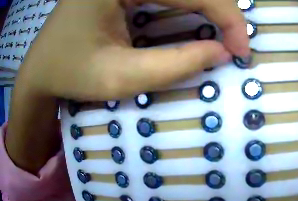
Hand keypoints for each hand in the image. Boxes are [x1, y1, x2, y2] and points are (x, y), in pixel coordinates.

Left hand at [6, 0, 248, 172]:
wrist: (39, 68)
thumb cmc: (67, 74)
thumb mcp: (115, 78)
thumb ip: (172, 65)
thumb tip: (219, 53)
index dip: (227, 18)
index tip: (241, 50)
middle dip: (221, 10)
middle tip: (233, 42)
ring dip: (208, 4)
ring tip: (220, 31)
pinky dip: (188, 1)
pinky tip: (194, 17)